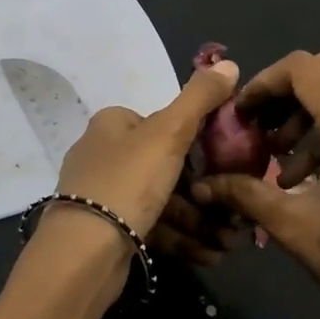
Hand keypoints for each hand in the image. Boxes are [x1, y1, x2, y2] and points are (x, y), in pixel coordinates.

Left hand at [0, 56, 242, 318]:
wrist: (82, 255)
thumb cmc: (127, 182)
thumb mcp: (169, 133)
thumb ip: (200, 98)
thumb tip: (229, 63)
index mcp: (113, 124)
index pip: (166, 123)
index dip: (201, 142)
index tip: (229, 163)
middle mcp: (105, 154)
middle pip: (169, 166)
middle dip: (207, 191)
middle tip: (237, 210)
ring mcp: (105, 196)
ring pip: (164, 201)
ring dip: (200, 220)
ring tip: (230, 240)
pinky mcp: (109, 232)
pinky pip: (154, 228)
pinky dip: (183, 238)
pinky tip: (210, 254)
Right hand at [193, 49, 319, 318]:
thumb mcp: (294, 226)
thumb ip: (246, 194)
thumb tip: (204, 184)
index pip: (303, 69)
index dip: (265, 83)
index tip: (243, 114)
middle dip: (290, 88)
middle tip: (266, 127)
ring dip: (313, 110)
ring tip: (287, 163)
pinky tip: (316, 174)